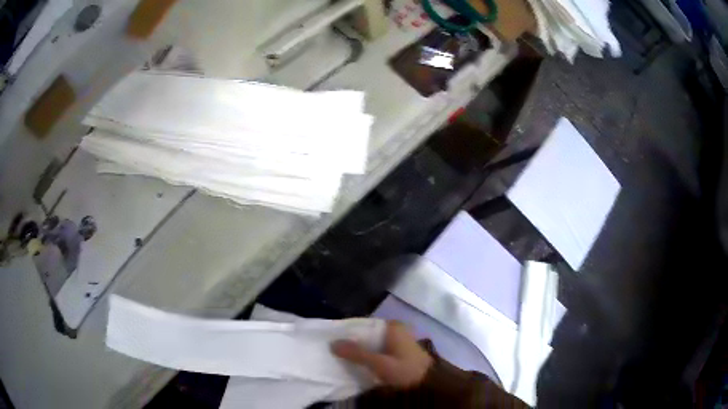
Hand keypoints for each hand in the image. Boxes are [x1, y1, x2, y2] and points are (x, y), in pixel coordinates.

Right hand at [331, 321, 432, 387]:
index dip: (348, 333)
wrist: (429, 384)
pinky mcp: (399, 352)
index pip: (364, 324)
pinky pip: (379, 350)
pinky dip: (370, 356)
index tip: (333, 341)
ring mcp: (398, 341)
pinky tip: (360, 364)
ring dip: (361, 351)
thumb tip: (332, 344)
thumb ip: (357, 353)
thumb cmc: (405, 369)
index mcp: (392, 326)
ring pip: (373, 343)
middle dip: (353, 343)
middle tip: (336, 351)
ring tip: (344, 358)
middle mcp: (395, 329)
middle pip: (367, 334)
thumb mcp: (380, 363)